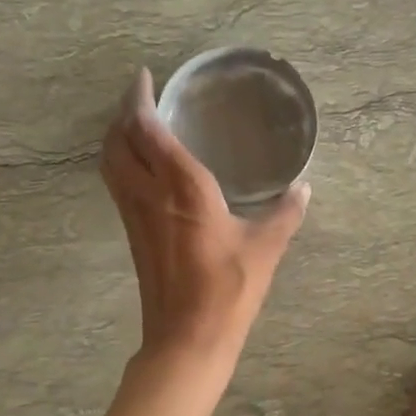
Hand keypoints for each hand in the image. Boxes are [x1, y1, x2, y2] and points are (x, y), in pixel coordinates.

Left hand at [101, 68, 309, 360]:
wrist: (187, 338)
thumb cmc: (228, 289)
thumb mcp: (265, 247)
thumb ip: (285, 213)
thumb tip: (304, 188)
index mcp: (183, 188)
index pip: (149, 131)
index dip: (141, 100)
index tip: (145, 78)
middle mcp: (150, 194)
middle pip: (119, 141)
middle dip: (124, 112)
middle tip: (140, 94)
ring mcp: (135, 215)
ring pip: (111, 163)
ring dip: (116, 136)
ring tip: (136, 122)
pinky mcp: (132, 234)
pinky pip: (117, 183)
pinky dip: (121, 161)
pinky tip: (141, 165)